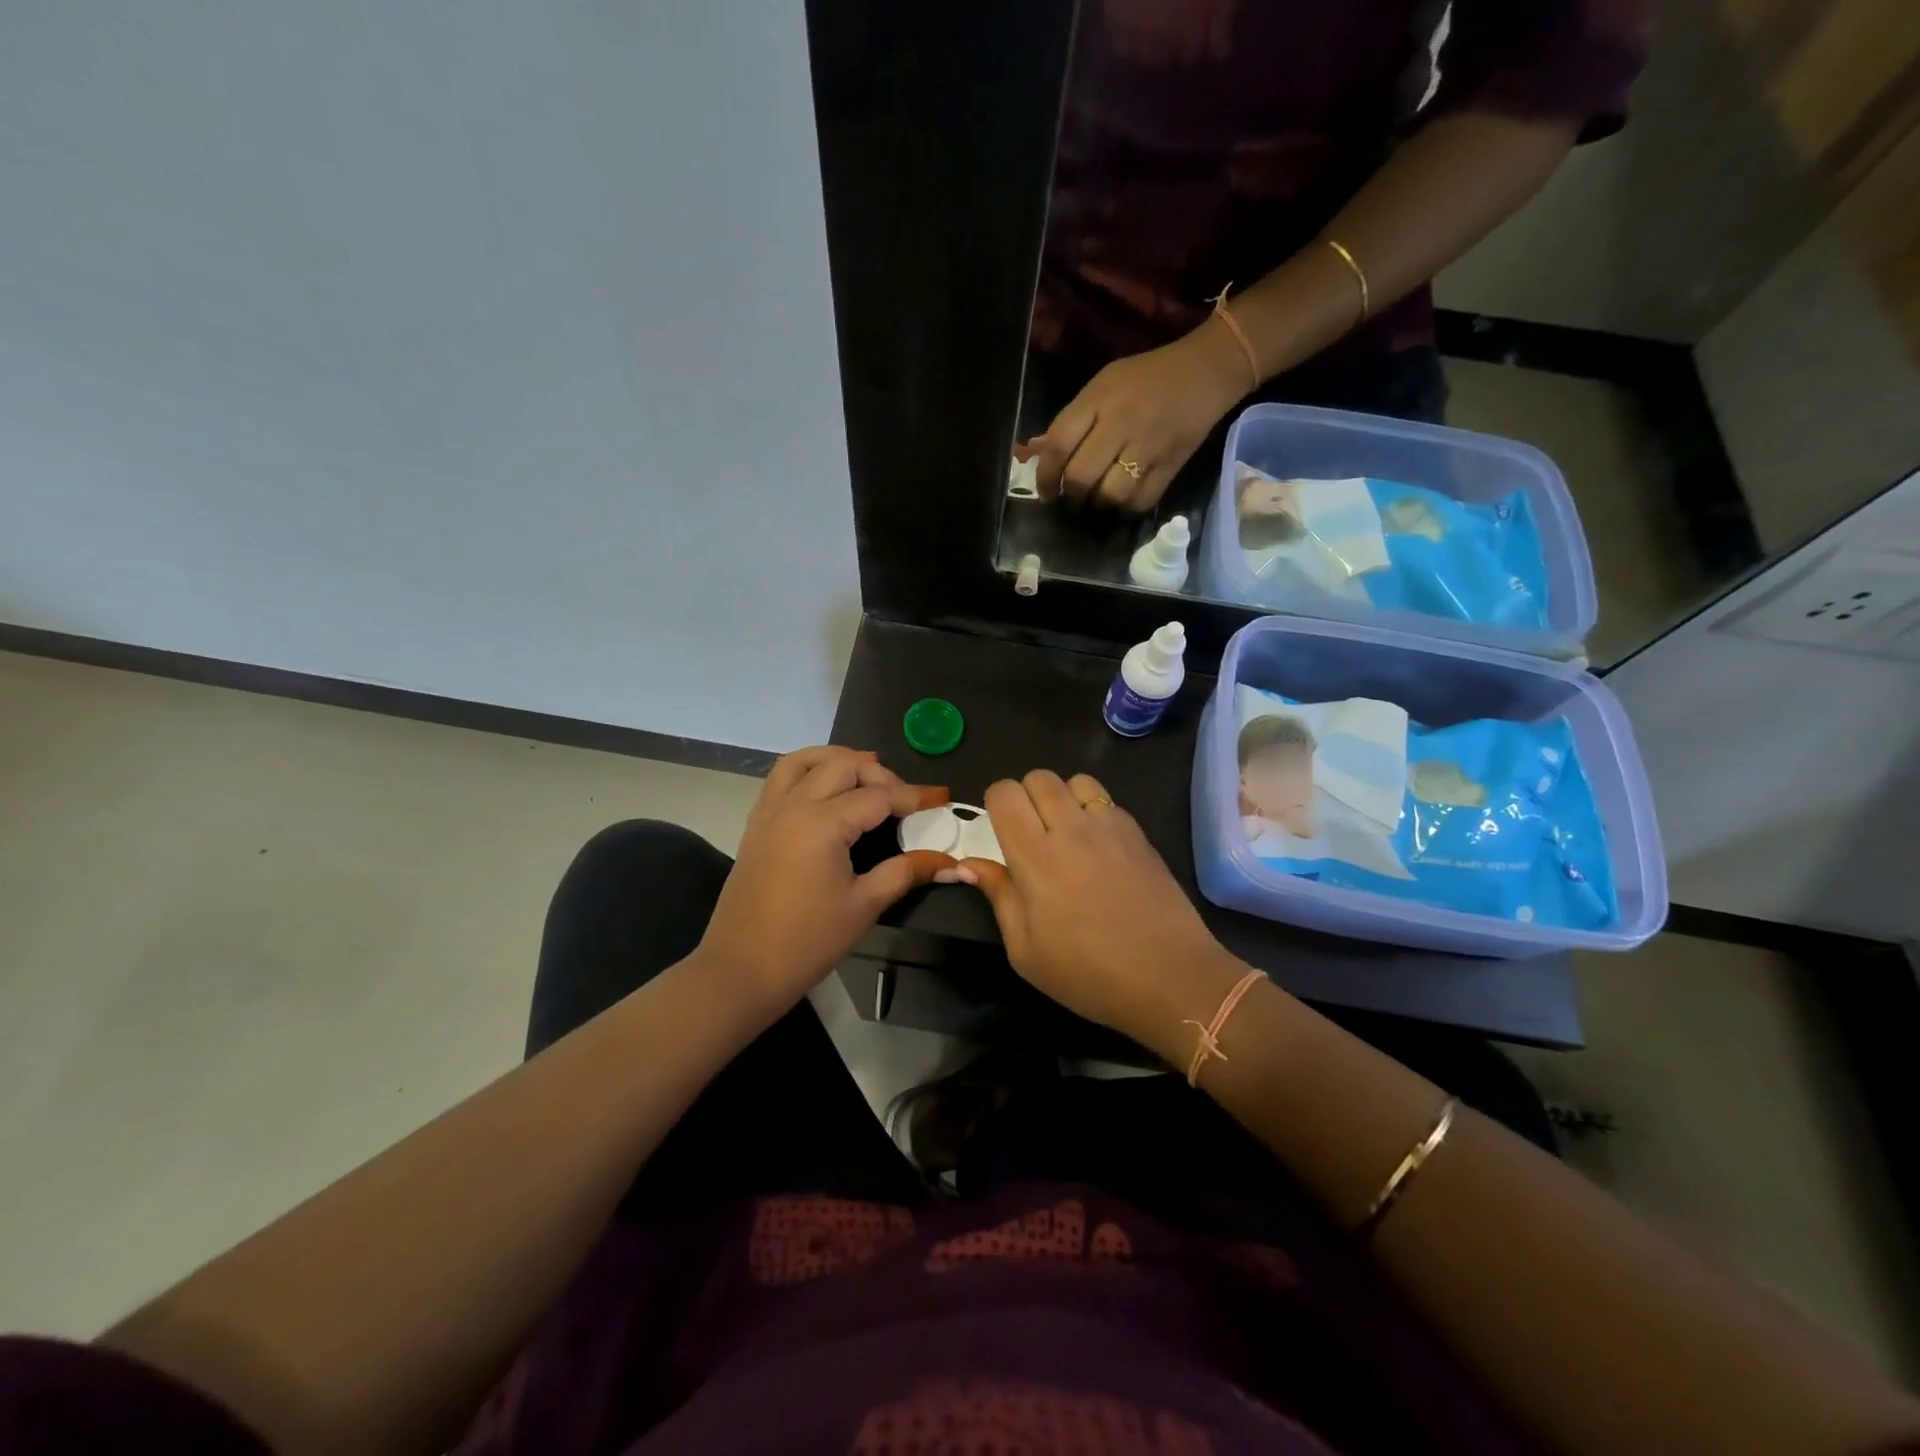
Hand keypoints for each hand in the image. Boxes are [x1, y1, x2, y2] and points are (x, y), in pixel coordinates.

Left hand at [700, 747, 953, 1014]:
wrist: (742, 969)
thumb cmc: (807, 941)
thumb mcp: (864, 906)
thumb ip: (906, 873)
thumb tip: (950, 862)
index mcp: (822, 823)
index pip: (877, 796)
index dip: (913, 796)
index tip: (941, 797)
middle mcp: (794, 805)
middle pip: (843, 766)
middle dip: (879, 774)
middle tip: (904, 798)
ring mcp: (769, 812)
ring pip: (804, 761)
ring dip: (838, 760)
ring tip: (865, 775)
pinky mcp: (756, 825)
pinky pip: (781, 778)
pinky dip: (808, 771)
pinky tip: (826, 792)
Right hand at [949, 770, 1243, 1046]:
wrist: (1170, 977)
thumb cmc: (1088, 973)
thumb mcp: (1025, 951)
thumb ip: (998, 896)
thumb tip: (968, 864)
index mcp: (1034, 856)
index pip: (1004, 792)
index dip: (996, 803)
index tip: (1000, 831)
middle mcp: (1071, 828)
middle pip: (1039, 777)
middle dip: (1026, 796)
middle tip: (1031, 833)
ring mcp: (1110, 827)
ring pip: (1076, 780)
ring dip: (1063, 797)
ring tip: (1066, 832)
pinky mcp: (1139, 833)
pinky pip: (1108, 801)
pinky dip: (1095, 812)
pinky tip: (1100, 847)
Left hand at [1031, 326, 1247, 510]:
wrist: (1206, 370)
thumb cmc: (1147, 377)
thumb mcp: (1103, 385)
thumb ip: (1072, 420)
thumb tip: (1037, 454)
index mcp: (1098, 399)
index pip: (1059, 445)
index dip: (1045, 476)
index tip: (1045, 491)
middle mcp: (1120, 423)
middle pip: (1081, 476)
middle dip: (1070, 494)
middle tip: (1072, 497)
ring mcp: (1147, 446)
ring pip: (1110, 494)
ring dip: (1098, 504)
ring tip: (1098, 499)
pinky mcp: (1171, 465)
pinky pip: (1141, 500)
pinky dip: (1127, 506)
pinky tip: (1124, 499)